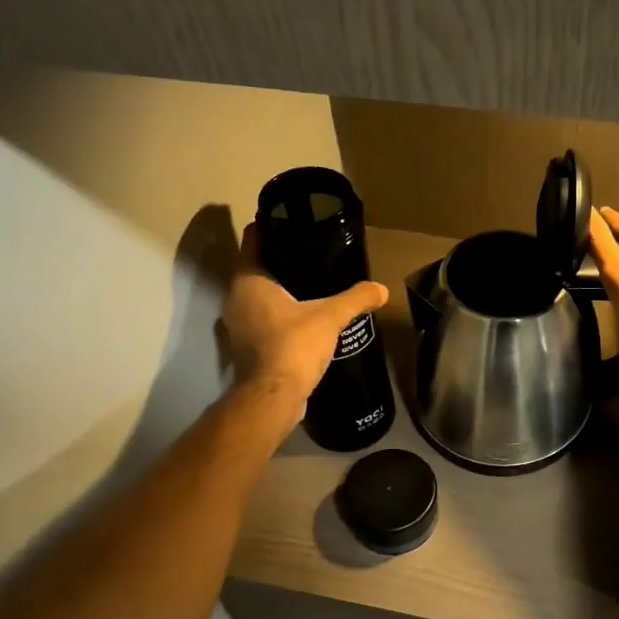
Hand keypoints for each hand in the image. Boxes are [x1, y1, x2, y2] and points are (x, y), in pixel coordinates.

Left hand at [222, 224, 388, 429]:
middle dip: (280, 258)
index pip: (254, 238)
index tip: (293, 220)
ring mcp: (238, 324)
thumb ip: (356, 298)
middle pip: (256, 266)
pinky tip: (304, 315)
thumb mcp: (330, 317)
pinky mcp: (247, 345)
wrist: (273, 397)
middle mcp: (236, 297)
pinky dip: (279, 313)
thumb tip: (382, 288)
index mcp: (249, 280)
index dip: (271, 225)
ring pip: (258, 294)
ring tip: (311, 281)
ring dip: (279, 288)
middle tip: (311, 250)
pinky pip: (263, 318)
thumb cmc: (294, 346)